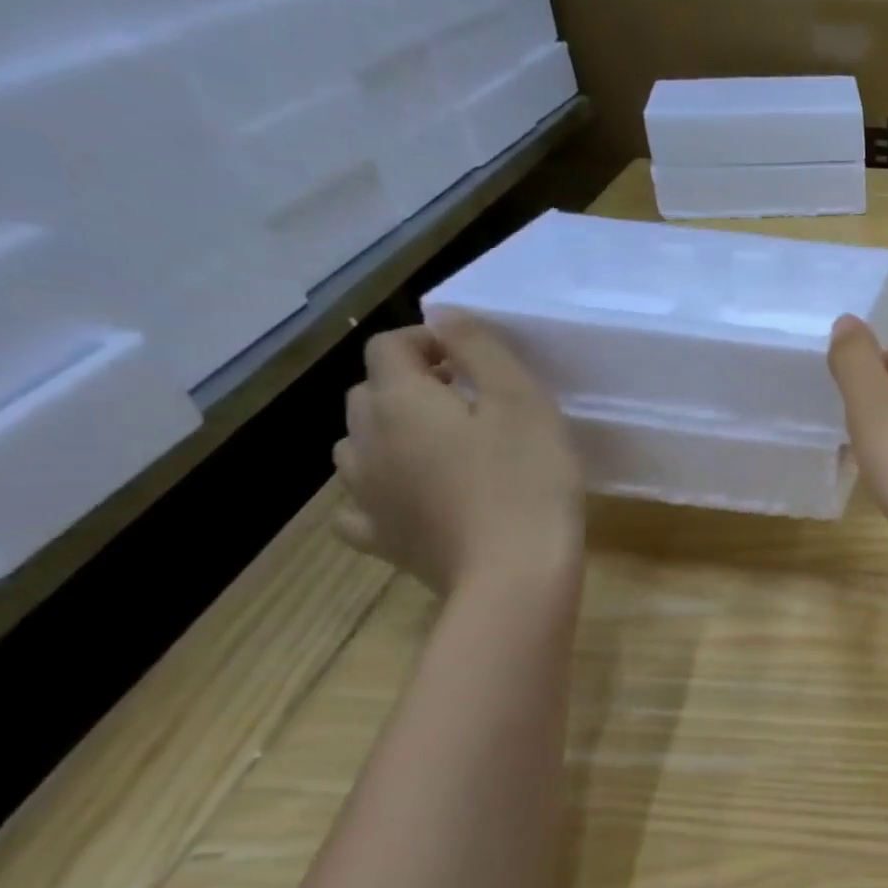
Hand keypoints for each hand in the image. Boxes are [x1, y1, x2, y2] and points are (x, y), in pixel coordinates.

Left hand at [333, 317, 583, 594]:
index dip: (430, 341)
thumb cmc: (529, 479)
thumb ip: (478, 349)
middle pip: (370, 393)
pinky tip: (409, 500)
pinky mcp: (382, 538)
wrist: (516, 573)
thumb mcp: (521, 400)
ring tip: (444, 449)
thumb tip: (441, 314)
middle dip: (411, 385)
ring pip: (358, 447)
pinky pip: (360, 506)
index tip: (477, 361)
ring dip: (391, 435)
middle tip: (471, 402)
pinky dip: (379, 494)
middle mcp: (366, 441)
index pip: (390, 346)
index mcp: (400, 401)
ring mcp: (366, 495)